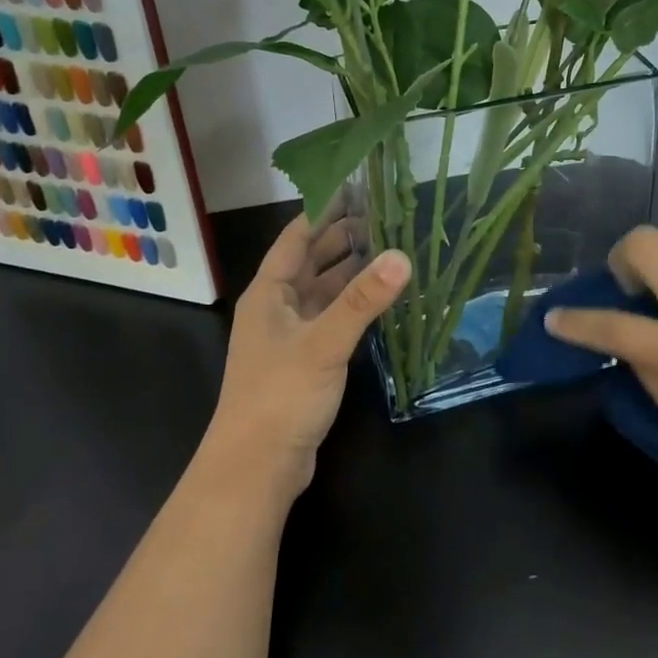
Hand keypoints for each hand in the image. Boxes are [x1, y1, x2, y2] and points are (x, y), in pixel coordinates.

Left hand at [200, 206, 411, 500]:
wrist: (255, 469)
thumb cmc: (280, 396)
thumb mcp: (324, 343)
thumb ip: (364, 301)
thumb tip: (403, 256)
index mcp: (269, 293)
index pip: (297, 237)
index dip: (324, 211)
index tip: (358, 188)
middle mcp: (277, 307)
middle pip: (312, 261)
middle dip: (344, 238)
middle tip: (387, 217)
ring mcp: (291, 336)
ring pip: (324, 291)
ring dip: (352, 272)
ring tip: (391, 250)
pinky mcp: (305, 361)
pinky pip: (332, 318)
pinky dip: (354, 305)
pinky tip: (380, 300)